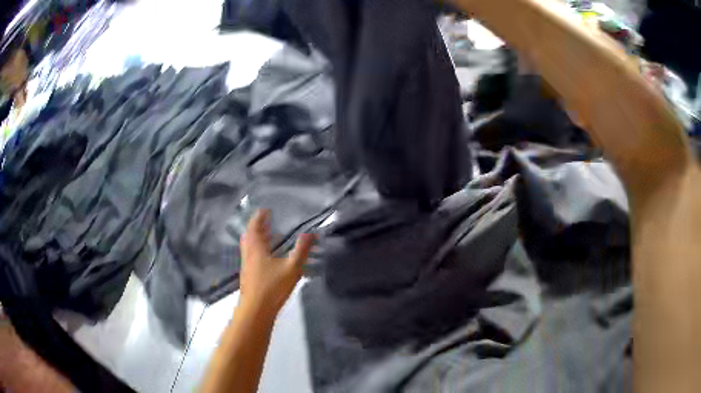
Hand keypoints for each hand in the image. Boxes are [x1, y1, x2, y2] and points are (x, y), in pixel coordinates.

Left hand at [239, 210, 314, 317]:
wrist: (256, 310)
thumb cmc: (272, 287)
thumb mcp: (292, 268)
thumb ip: (302, 250)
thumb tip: (312, 233)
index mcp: (256, 248)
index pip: (254, 227)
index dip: (259, 217)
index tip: (266, 210)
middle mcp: (248, 254)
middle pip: (250, 236)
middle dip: (257, 227)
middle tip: (267, 221)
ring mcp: (247, 266)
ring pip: (250, 247)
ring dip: (257, 239)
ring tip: (269, 236)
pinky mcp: (249, 276)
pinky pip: (252, 256)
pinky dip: (258, 250)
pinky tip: (269, 258)